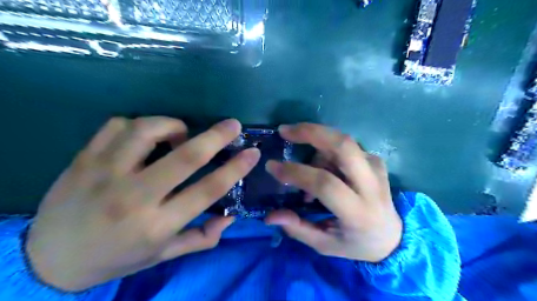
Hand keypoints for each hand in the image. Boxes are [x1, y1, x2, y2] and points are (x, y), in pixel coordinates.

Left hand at [25, 117, 259, 289]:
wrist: (50, 259)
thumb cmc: (117, 257)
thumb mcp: (163, 255)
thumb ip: (202, 238)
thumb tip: (230, 217)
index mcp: (157, 224)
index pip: (207, 190)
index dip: (235, 169)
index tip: (252, 153)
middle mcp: (134, 197)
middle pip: (184, 157)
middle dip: (215, 137)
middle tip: (233, 125)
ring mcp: (105, 174)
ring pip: (147, 130)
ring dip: (173, 126)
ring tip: (180, 134)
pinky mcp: (84, 159)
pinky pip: (117, 125)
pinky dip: (139, 125)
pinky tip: (144, 138)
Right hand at [266, 124, 399, 261]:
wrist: (392, 237)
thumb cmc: (356, 244)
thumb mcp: (325, 245)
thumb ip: (298, 229)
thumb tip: (270, 216)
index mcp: (358, 212)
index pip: (325, 183)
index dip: (296, 172)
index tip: (272, 166)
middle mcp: (371, 185)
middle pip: (343, 146)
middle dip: (311, 132)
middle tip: (285, 131)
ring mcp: (376, 168)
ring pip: (342, 142)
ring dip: (317, 146)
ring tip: (305, 167)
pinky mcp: (376, 161)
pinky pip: (347, 146)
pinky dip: (327, 149)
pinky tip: (322, 165)